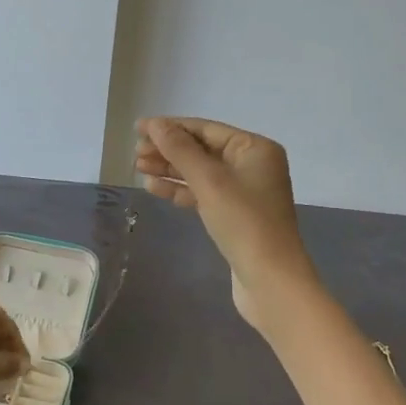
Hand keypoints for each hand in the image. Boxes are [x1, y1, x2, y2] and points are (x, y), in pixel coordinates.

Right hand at [135, 116, 319, 330]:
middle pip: (201, 149)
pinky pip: (202, 193)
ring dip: (169, 169)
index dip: (170, 127)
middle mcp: (251, 165)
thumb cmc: (244, 222)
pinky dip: (179, 190)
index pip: (205, 129)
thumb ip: (180, 150)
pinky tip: (153, 187)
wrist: (270, 280)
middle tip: (135, 153)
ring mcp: (243, 192)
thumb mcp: (209, 181)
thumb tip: (155, 124)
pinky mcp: (234, 215)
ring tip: (138, 168)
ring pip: (199, 172)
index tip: (138, 128)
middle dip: (167, 149)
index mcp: (254, 148)